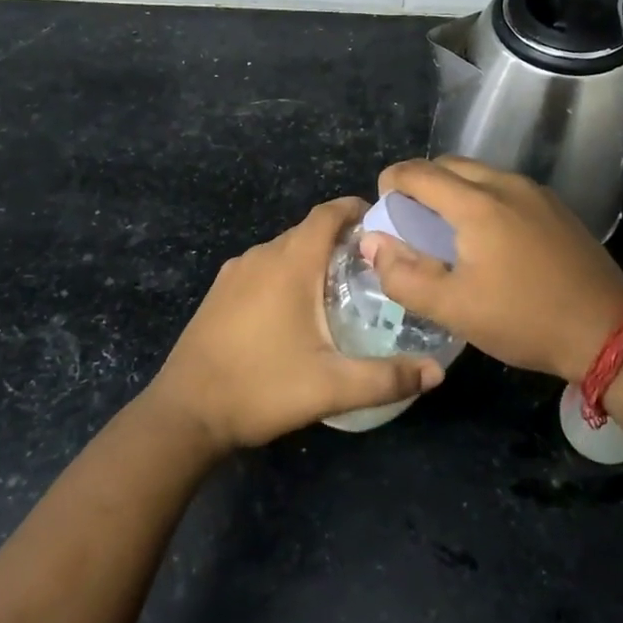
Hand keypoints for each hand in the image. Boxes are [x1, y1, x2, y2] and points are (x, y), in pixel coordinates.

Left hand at [146, 197, 445, 451]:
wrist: (185, 413)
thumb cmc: (260, 388)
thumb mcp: (331, 387)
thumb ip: (387, 378)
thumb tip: (437, 373)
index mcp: (290, 263)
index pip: (328, 213)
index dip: (356, 209)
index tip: (385, 225)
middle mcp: (261, 256)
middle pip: (308, 231)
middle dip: (342, 240)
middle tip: (374, 268)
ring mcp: (235, 272)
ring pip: (284, 250)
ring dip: (313, 258)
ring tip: (342, 289)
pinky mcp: (219, 292)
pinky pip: (263, 267)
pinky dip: (287, 273)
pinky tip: (297, 310)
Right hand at [367, 158, 622, 382]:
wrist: (607, 331)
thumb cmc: (523, 319)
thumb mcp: (453, 308)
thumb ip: (403, 275)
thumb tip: (373, 242)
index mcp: (477, 204)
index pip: (418, 172)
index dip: (391, 182)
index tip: (383, 208)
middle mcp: (505, 184)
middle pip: (448, 165)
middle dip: (421, 183)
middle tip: (411, 221)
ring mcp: (536, 192)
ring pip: (479, 173)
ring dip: (453, 189)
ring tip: (447, 230)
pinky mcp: (556, 206)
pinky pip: (505, 187)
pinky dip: (482, 197)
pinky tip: (489, 237)